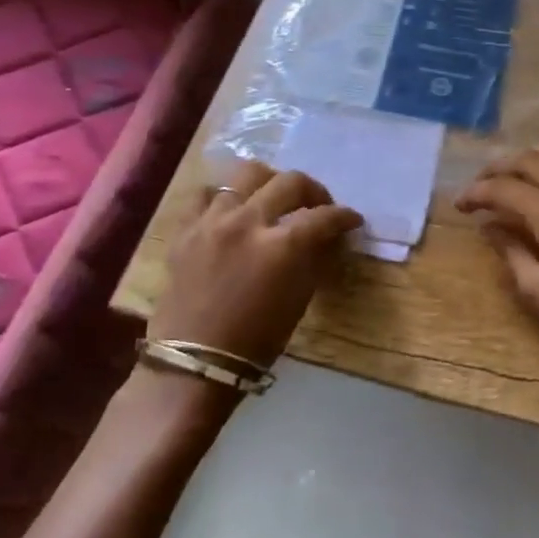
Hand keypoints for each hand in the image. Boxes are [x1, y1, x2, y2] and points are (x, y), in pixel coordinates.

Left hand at [152, 161, 362, 369]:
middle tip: (318, 206)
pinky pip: (206, 195)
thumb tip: (327, 237)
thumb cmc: (256, 340)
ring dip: (269, 184)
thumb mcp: (299, 299)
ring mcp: (212, 222)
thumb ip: (314, 258)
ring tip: (273, 199)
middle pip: (290, 182)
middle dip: (314, 190)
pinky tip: (233, 211)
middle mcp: (248, 222)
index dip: (344, 216)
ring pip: (247, 174)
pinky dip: (225, 198)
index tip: (352, 220)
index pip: (324, 216)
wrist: (194, 363)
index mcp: (282, 246)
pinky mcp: (186, 230)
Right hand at [455, 138, 538, 372]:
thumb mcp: (538, 292)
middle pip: (531, 159)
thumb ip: (509, 252)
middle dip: (499, 168)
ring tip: (518, 173)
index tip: (460, 204)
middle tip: (481, 186)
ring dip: (536, 154)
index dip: (477, 192)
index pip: (506, 188)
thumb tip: (487, 226)